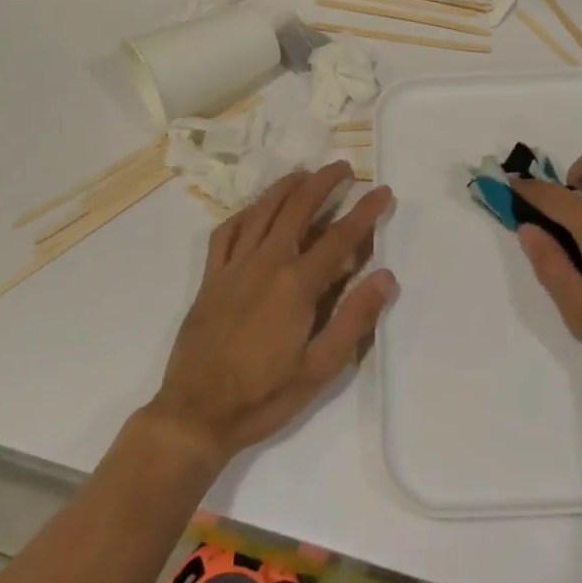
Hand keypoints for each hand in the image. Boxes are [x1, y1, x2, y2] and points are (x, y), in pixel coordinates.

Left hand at [149, 164, 396, 462]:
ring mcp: (234, 266)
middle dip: (324, 181)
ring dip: (287, 186)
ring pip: (262, 210)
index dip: (366, 211)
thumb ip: (354, 319)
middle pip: (299, 207)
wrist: (195, 414)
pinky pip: (227, 231)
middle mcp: (266, 263)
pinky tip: (256, 209)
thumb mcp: (320, 369)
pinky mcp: (211, 277)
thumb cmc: (263, 396)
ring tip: (305, 173)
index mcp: (297, 285)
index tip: (383, 191)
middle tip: (344, 168)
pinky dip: (245, 213)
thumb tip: (386, 276)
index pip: (341, 237)